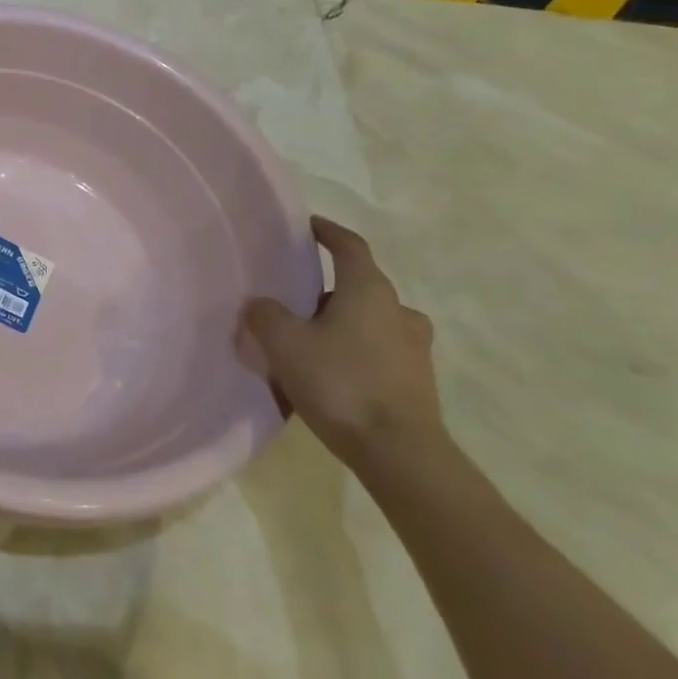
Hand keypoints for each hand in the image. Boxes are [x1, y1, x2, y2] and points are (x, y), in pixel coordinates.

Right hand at [240, 217, 443, 470]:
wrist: (399, 453)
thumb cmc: (340, 383)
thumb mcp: (285, 344)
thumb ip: (266, 315)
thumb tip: (261, 304)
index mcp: (368, 290)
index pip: (349, 246)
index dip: (328, 232)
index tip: (309, 226)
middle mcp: (398, 310)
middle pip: (360, 285)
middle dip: (328, 286)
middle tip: (294, 296)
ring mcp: (414, 347)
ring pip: (371, 320)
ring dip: (343, 321)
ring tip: (309, 338)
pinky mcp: (417, 381)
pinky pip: (379, 351)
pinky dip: (355, 350)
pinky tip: (330, 371)